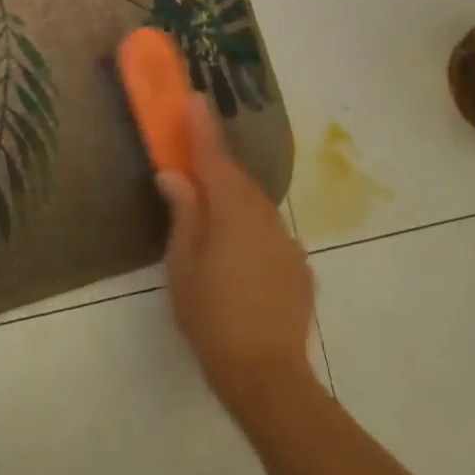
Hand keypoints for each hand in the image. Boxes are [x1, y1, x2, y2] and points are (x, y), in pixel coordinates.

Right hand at [156, 95, 313, 415]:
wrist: (268, 377)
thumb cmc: (213, 316)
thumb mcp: (184, 265)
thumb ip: (183, 213)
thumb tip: (175, 176)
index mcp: (232, 208)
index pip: (213, 156)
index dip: (202, 126)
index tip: (196, 97)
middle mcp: (264, 213)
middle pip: (235, 179)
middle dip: (214, 167)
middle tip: (192, 163)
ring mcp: (286, 240)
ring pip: (254, 206)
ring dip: (232, 202)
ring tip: (211, 218)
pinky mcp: (298, 266)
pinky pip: (268, 234)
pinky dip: (251, 233)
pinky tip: (239, 260)